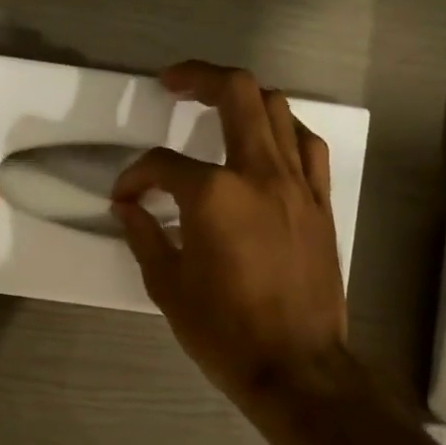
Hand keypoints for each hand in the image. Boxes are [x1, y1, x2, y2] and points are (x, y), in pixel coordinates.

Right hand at [111, 61, 348, 406]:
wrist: (295, 366)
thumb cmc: (223, 332)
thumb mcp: (167, 286)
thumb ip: (144, 236)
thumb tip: (128, 208)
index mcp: (213, 196)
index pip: (162, 165)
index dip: (135, 176)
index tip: (124, 198)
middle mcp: (259, 174)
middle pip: (236, 95)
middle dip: (199, 78)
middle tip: (173, 82)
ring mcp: (297, 185)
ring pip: (277, 110)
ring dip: (244, 98)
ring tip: (218, 106)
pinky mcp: (320, 203)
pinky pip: (307, 147)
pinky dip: (284, 131)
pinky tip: (268, 141)